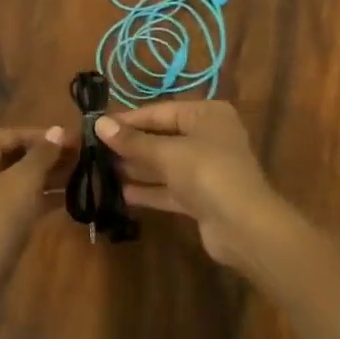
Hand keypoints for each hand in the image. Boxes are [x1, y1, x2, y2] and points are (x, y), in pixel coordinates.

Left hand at [0, 126, 68, 301]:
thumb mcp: (23, 184)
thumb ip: (42, 154)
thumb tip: (58, 130)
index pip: (13, 134)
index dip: (47, 137)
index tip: (78, 140)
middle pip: (13, 155)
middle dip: (48, 157)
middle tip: (83, 158)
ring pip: (14, 179)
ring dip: (45, 177)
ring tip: (81, 176)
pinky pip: (10, 199)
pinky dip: (35, 197)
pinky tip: (66, 199)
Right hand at [96, 101, 287, 270]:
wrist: (245, 227)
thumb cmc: (207, 173)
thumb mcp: (168, 153)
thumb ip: (133, 141)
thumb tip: (99, 124)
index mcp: (206, 114)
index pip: (160, 111)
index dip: (128, 119)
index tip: (96, 125)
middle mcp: (208, 136)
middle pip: (162, 136)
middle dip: (131, 145)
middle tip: (94, 149)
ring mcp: (206, 169)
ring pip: (165, 163)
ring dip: (137, 167)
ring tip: (102, 169)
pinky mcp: (202, 197)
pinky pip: (170, 188)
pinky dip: (149, 189)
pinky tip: (122, 193)